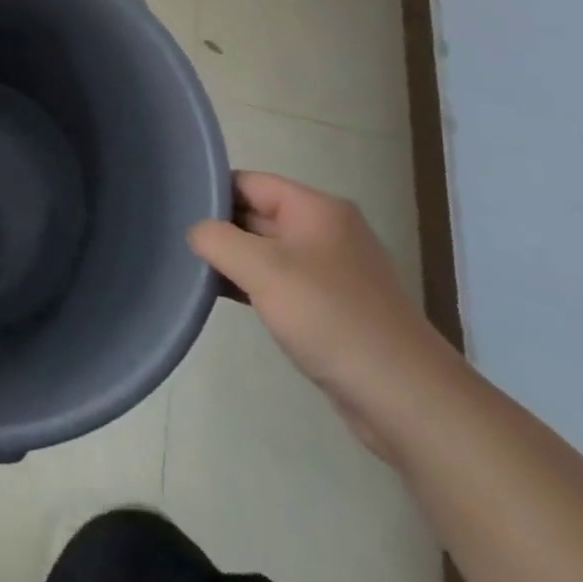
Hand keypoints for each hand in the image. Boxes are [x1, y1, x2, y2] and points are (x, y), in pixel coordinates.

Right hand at [188, 172, 456, 459]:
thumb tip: (195, 232)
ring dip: (234, 260)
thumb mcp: (263, 269)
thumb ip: (217, 239)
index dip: (211, 192)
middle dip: (219, 227)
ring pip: (266, 250)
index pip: (248, 182)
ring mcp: (331, 270)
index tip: (174, 210)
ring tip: (191, 268)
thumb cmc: (332, 318)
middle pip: (257, 213)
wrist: (407, 399)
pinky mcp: (332, 307)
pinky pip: (281, 282)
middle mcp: (325, 230)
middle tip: (175, 240)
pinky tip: (224, 297)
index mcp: (316, 208)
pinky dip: (252, 285)